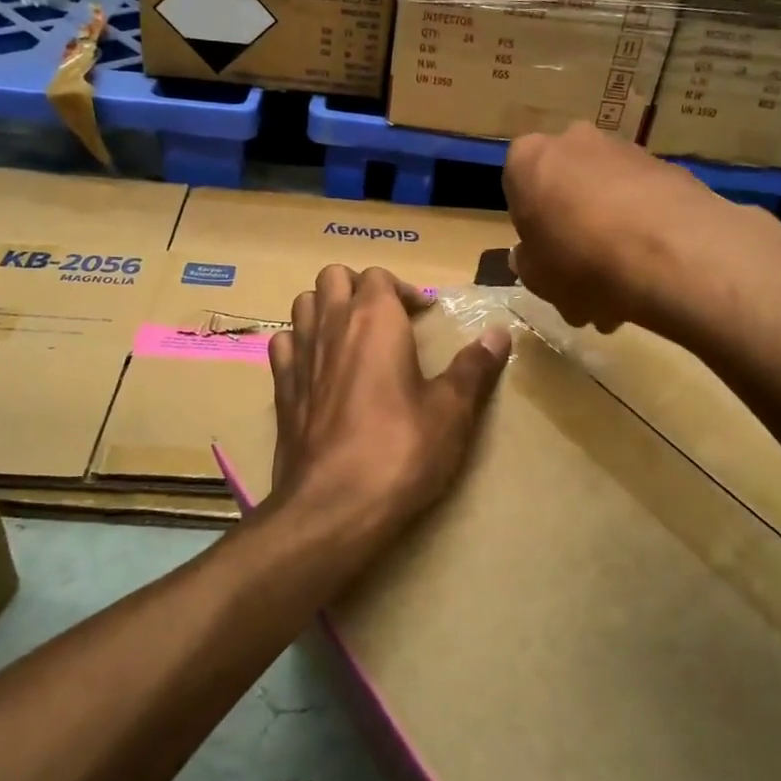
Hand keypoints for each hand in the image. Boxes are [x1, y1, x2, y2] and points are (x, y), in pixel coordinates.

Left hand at [269, 265, 510, 540]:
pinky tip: (318, 367)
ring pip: (304, 304)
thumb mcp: (451, 411)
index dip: (403, 289)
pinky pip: (283, 344)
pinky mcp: (280, 389)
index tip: (424, 317)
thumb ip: (474, 368)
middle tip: (386, 317)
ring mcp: (300, 355)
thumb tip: (499, 333)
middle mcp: (331, 325)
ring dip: (326, 308)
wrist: (334, 506)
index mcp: (374, 319)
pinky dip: (300, 343)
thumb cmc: (401, 450)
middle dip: (359, 287)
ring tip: (352, 336)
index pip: (379, 275)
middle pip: (333, 277)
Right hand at [503, 122, 750, 333]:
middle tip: (582, 281)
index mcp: (529, 159)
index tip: (543, 256)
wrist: (670, 253)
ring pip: (607, 199)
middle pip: (567, 190)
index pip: (518, 185)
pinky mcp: (669, 169)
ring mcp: (626, 151)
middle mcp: (575, 142)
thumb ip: (527, 262)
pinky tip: (651, 275)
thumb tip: (529, 254)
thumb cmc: (579, 261)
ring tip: (622, 292)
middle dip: (573, 233)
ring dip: (610, 237)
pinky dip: (643, 233)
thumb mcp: (535, 277)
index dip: (530, 226)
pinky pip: (643, 204)